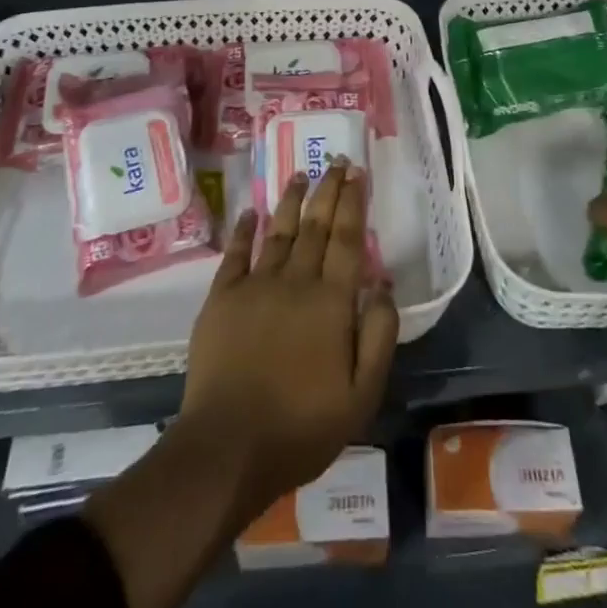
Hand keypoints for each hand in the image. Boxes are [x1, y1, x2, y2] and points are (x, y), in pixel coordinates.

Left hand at [179, 162, 398, 519]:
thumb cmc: (302, 426)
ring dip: (292, 200)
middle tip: (335, 160)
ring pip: (279, 231)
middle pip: (316, 225)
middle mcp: (295, 281)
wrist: (228, 447)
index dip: (353, 202)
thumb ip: (379, 335)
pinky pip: (236, 253)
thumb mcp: (361, 394)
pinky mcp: (222, 299)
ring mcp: (255, 286)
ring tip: (301, 173)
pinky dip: (244, 229)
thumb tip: (384, 284)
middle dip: (328, 189)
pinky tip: (252, 211)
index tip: (357, 173)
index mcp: (331, 302)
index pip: (347, 239)